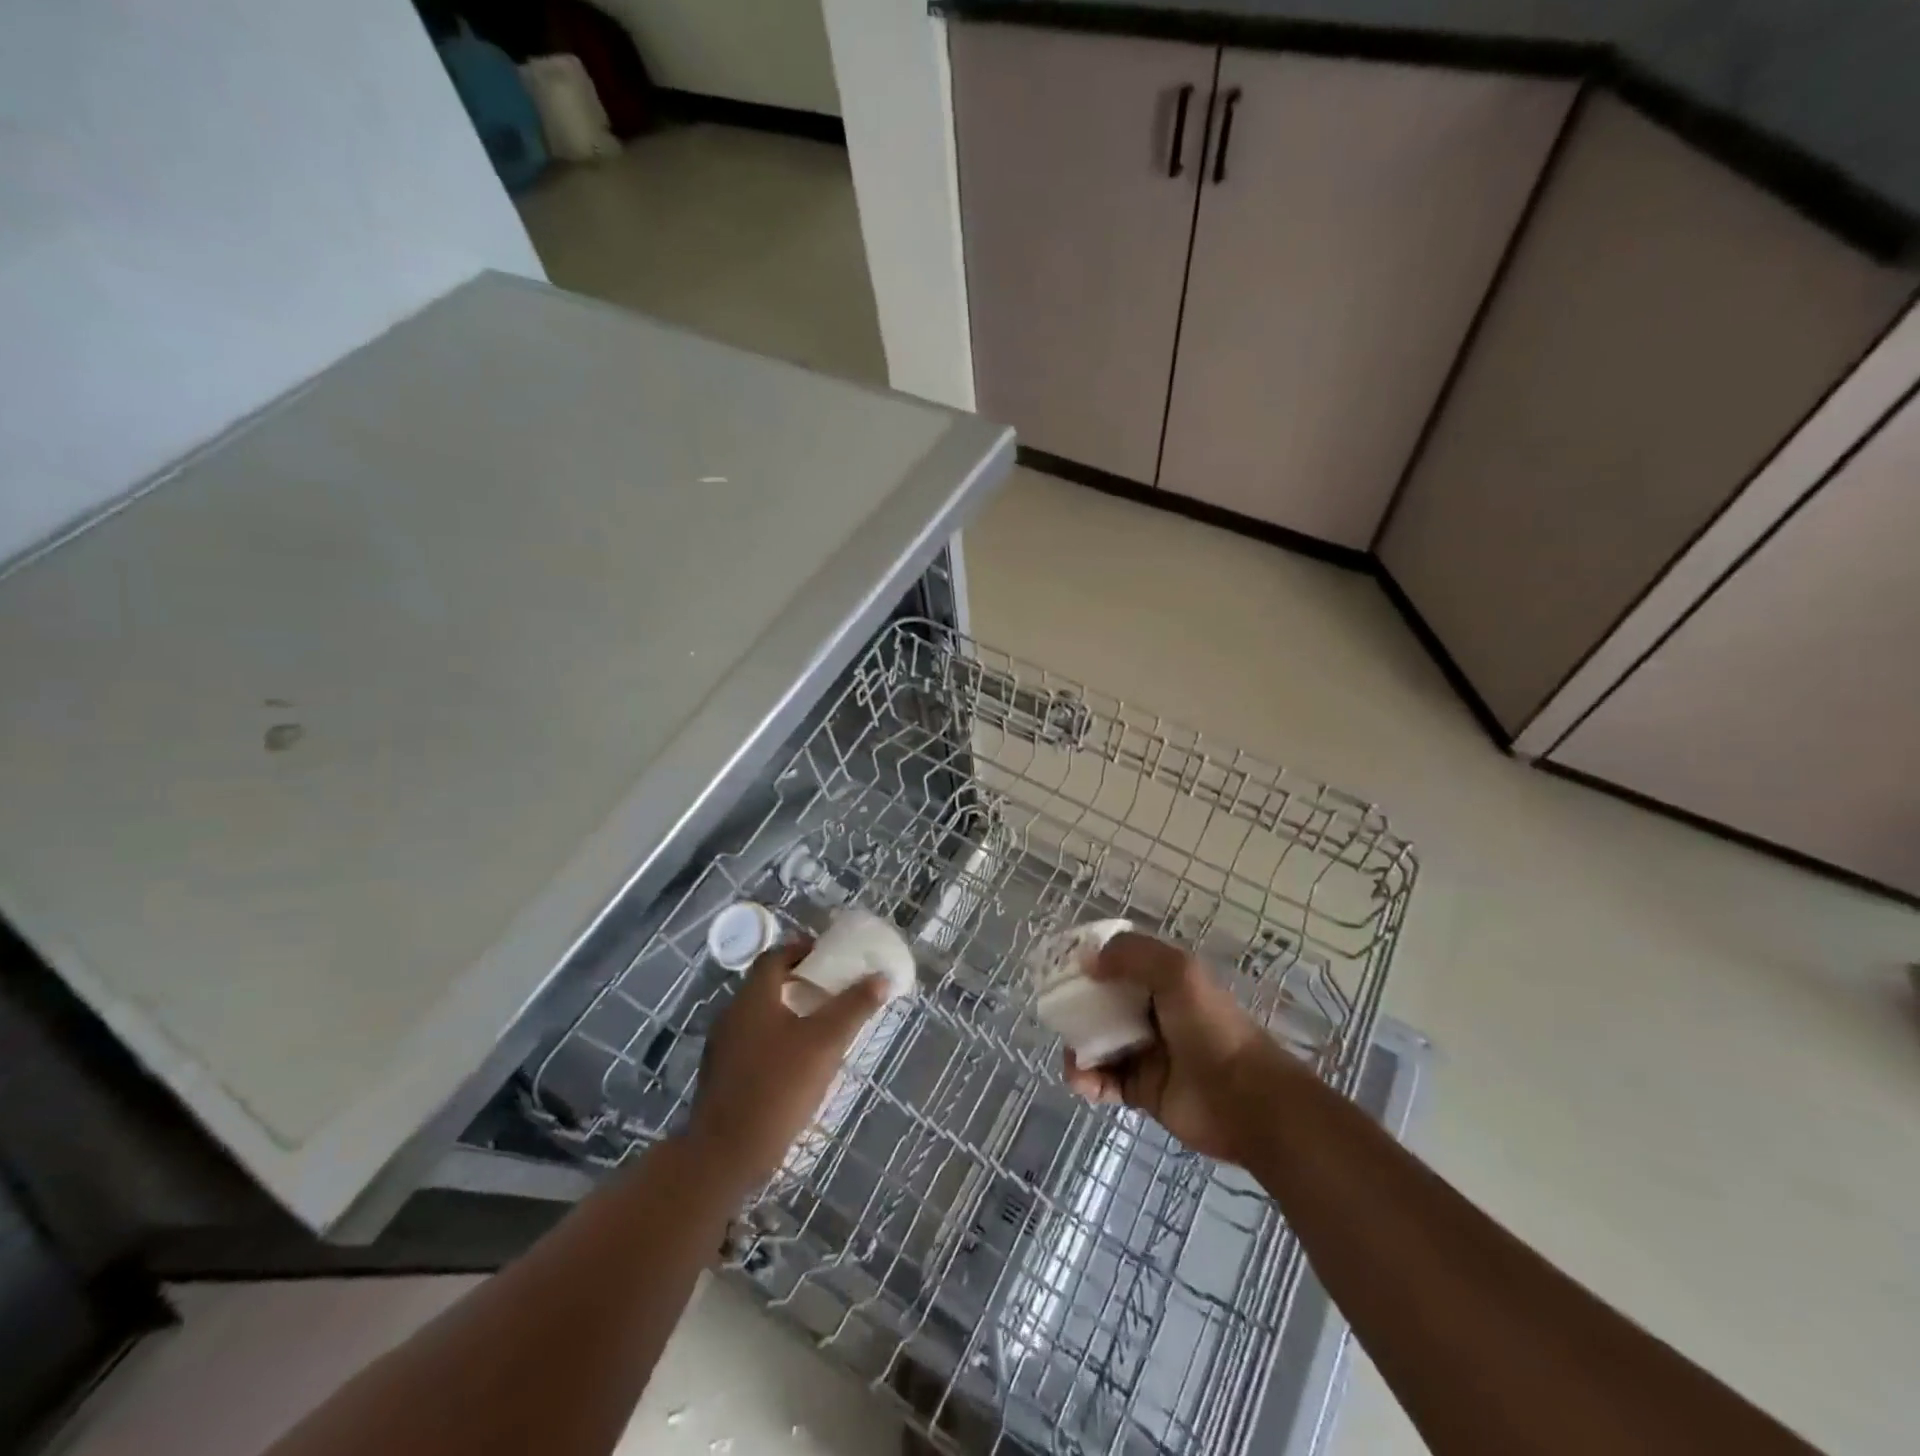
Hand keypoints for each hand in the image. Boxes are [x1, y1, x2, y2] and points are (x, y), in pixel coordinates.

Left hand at [686, 937, 888, 1193]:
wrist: (725, 1155)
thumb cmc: (778, 1086)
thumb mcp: (825, 1043)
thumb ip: (854, 1007)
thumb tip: (881, 977)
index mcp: (753, 997)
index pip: (775, 956)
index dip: (802, 950)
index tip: (829, 956)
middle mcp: (732, 1014)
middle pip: (768, 985)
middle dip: (800, 983)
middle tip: (833, 991)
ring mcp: (723, 1048)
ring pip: (761, 1016)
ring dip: (789, 1013)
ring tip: (823, 1026)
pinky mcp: (722, 1077)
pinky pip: (754, 1043)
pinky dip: (777, 1040)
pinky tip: (799, 1063)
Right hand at [1061, 931, 1281, 1163]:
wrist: (1245, 1100)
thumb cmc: (1211, 1028)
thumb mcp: (1177, 972)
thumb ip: (1132, 955)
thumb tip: (1087, 961)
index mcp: (1164, 981)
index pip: (1121, 962)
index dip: (1092, 960)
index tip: (1062, 964)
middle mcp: (1153, 1013)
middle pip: (1103, 1003)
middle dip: (1077, 1005)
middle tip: (1056, 1012)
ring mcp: (1146, 1053)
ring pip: (1098, 1042)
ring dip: (1078, 1046)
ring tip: (1073, 1057)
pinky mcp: (1141, 1090)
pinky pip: (1103, 1081)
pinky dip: (1087, 1080)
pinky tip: (1083, 1081)